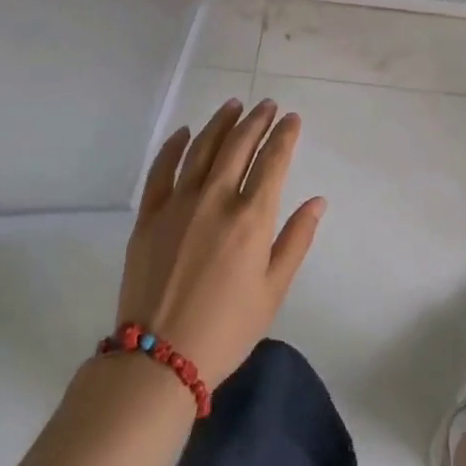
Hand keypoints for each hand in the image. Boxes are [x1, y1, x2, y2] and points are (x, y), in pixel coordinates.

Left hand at [115, 99, 324, 387]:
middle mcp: (216, 200)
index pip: (273, 161)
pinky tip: (185, 132)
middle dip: (256, 120)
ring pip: (201, 149)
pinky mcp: (148, 216)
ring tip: (234, 105)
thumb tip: (317, 201)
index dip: (285, 135)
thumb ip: (296, 240)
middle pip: (238, 146)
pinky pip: (161, 170)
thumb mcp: (273, 290)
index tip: (292, 118)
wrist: (158, 360)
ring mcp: (178, 205)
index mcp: (251, 218)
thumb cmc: (226, 329)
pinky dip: (174, 146)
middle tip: (267, 104)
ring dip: (220, 123)